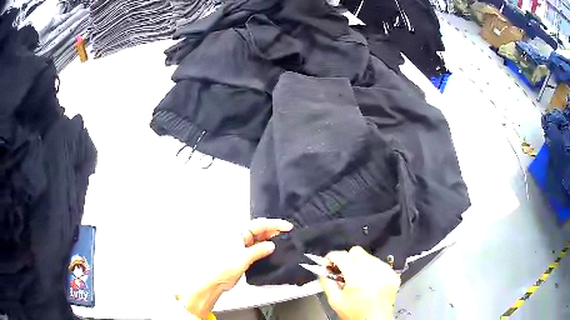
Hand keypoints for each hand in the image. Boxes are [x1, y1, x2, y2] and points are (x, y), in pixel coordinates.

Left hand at [178, 218, 292, 317]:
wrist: (214, 281)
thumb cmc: (223, 268)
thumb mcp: (243, 258)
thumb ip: (258, 251)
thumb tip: (271, 245)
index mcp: (238, 233)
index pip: (259, 224)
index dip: (275, 224)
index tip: (287, 227)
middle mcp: (240, 237)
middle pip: (260, 230)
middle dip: (274, 231)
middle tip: (288, 235)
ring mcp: (242, 246)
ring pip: (260, 239)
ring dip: (271, 240)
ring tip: (283, 243)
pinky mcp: (243, 255)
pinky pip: (257, 248)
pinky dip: (266, 248)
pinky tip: (273, 251)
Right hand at [319, 246, 400, 319]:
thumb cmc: (355, 313)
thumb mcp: (335, 300)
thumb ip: (327, 282)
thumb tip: (323, 270)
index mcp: (356, 276)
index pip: (341, 256)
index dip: (331, 257)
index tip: (328, 263)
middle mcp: (373, 270)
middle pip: (356, 251)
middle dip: (346, 259)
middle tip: (343, 272)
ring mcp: (385, 270)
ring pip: (368, 256)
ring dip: (360, 264)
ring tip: (358, 279)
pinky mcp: (392, 273)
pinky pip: (379, 263)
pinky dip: (372, 269)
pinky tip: (369, 281)